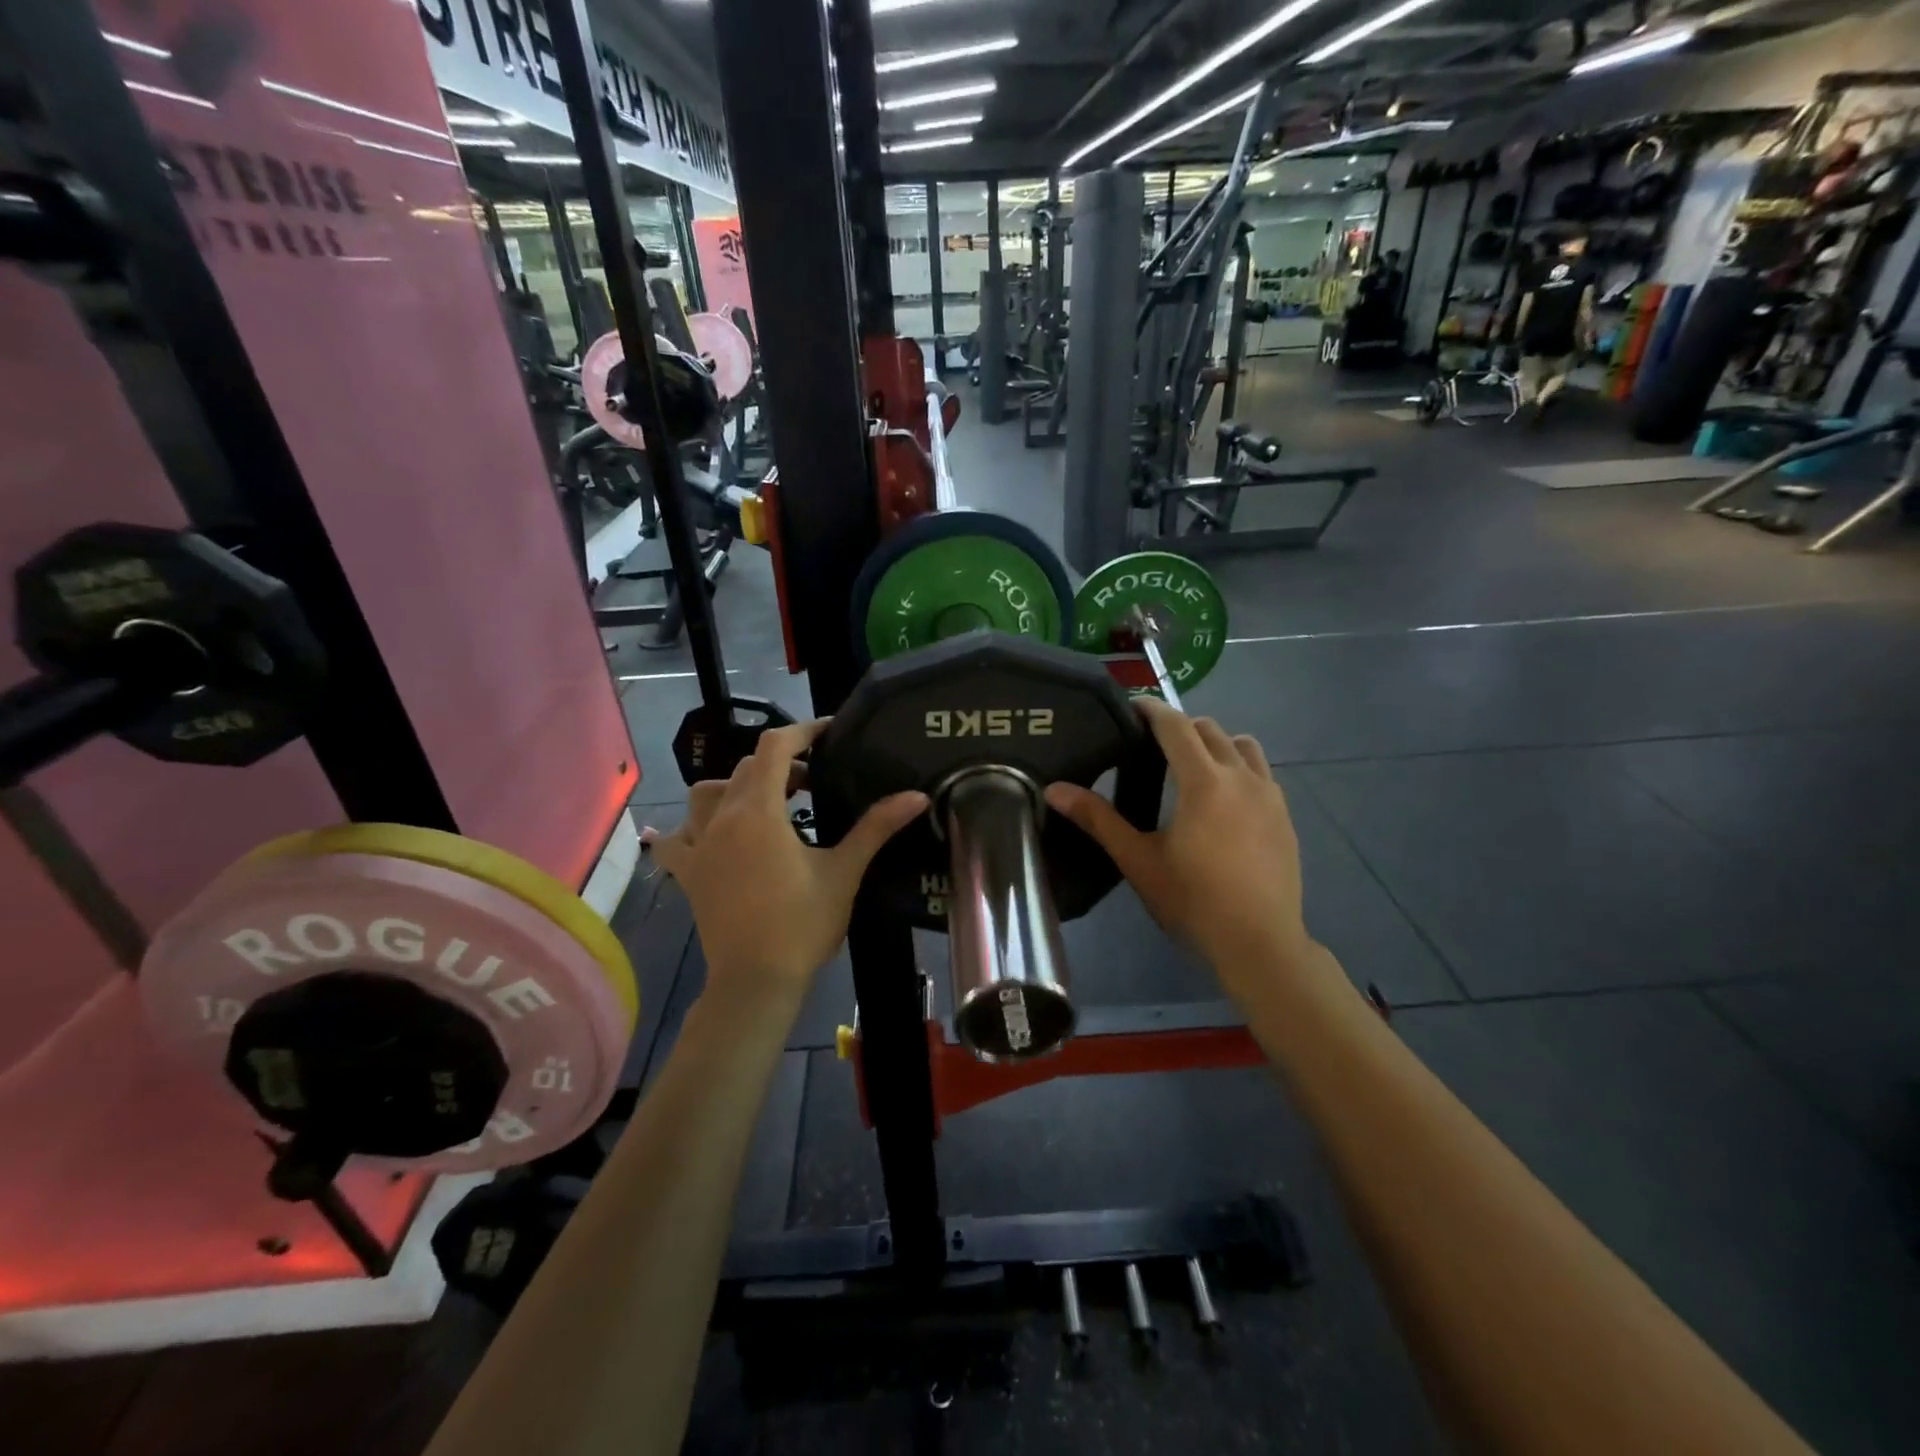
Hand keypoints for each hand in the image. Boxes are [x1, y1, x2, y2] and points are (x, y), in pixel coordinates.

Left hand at [644, 721, 926, 1004]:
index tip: (830, 732)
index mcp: (759, 811)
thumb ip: (877, 827)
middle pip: (746, 768)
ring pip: (706, 794)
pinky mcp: (689, 874)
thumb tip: (918, 796)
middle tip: (814, 782)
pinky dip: (684, 829)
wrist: (756, 981)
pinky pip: (674, 840)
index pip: (775, 748)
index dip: (803, 731)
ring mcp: (698, 846)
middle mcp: (721, 819)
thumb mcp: (844, 871)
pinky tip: (696, 833)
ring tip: (767, 803)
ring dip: (736, 786)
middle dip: (781, 764)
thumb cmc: (803, 924)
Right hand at [1045, 700, 1310, 1000]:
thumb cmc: (1193, 900)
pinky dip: (1239, 767)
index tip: (1131, 706)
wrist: (1259, 943)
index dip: (1152, 710)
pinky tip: (1225, 799)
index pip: (1176, 726)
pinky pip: (1261, 772)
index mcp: (1204, 782)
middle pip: (1210, 730)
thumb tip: (1055, 789)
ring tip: (1193, 765)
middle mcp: (1241, 777)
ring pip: (1243, 746)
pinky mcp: (1285, 816)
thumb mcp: (1138, 860)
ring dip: (1216, 743)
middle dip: (1180, 726)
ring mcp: (1270, 795)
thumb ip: (1098, 819)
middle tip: (1152, 743)